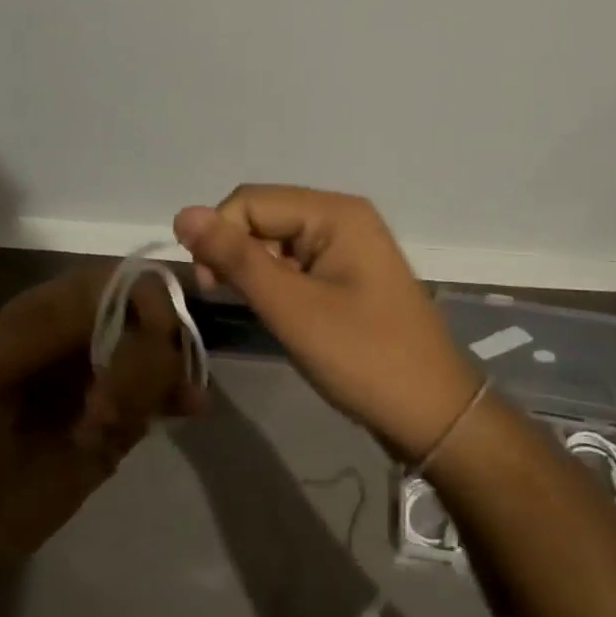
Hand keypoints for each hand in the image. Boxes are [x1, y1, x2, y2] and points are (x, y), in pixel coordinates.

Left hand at [0, 266, 198, 616]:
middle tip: (113, 410)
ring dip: (153, 384)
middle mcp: (77, 341)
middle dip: (144, 355)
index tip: (155, 333)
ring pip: (158, 355)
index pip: (105, 281)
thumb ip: (38, 332)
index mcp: (38, 318)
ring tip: (114, 432)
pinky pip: (159, 396)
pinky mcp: (117, 427)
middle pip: (143, 316)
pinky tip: (187, 411)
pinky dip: (176, 397)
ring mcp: (100, 383)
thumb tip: (112, 289)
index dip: (140, 296)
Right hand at [174, 186, 479, 459]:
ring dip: (254, 269)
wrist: (432, 415)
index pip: (249, 201)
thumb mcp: (291, 309)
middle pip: (263, 215)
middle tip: (228, 300)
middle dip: (235, 252)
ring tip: (258, 311)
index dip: (219, 236)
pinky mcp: (347, 273)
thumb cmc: (363, 358)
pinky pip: (295, 261)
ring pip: (275, 240)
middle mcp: (342, 216)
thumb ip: (236, 259)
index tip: (212, 288)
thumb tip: (182, 213)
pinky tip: (278, 312)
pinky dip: (276, 282)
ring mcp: (348, 245)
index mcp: (335, 213)